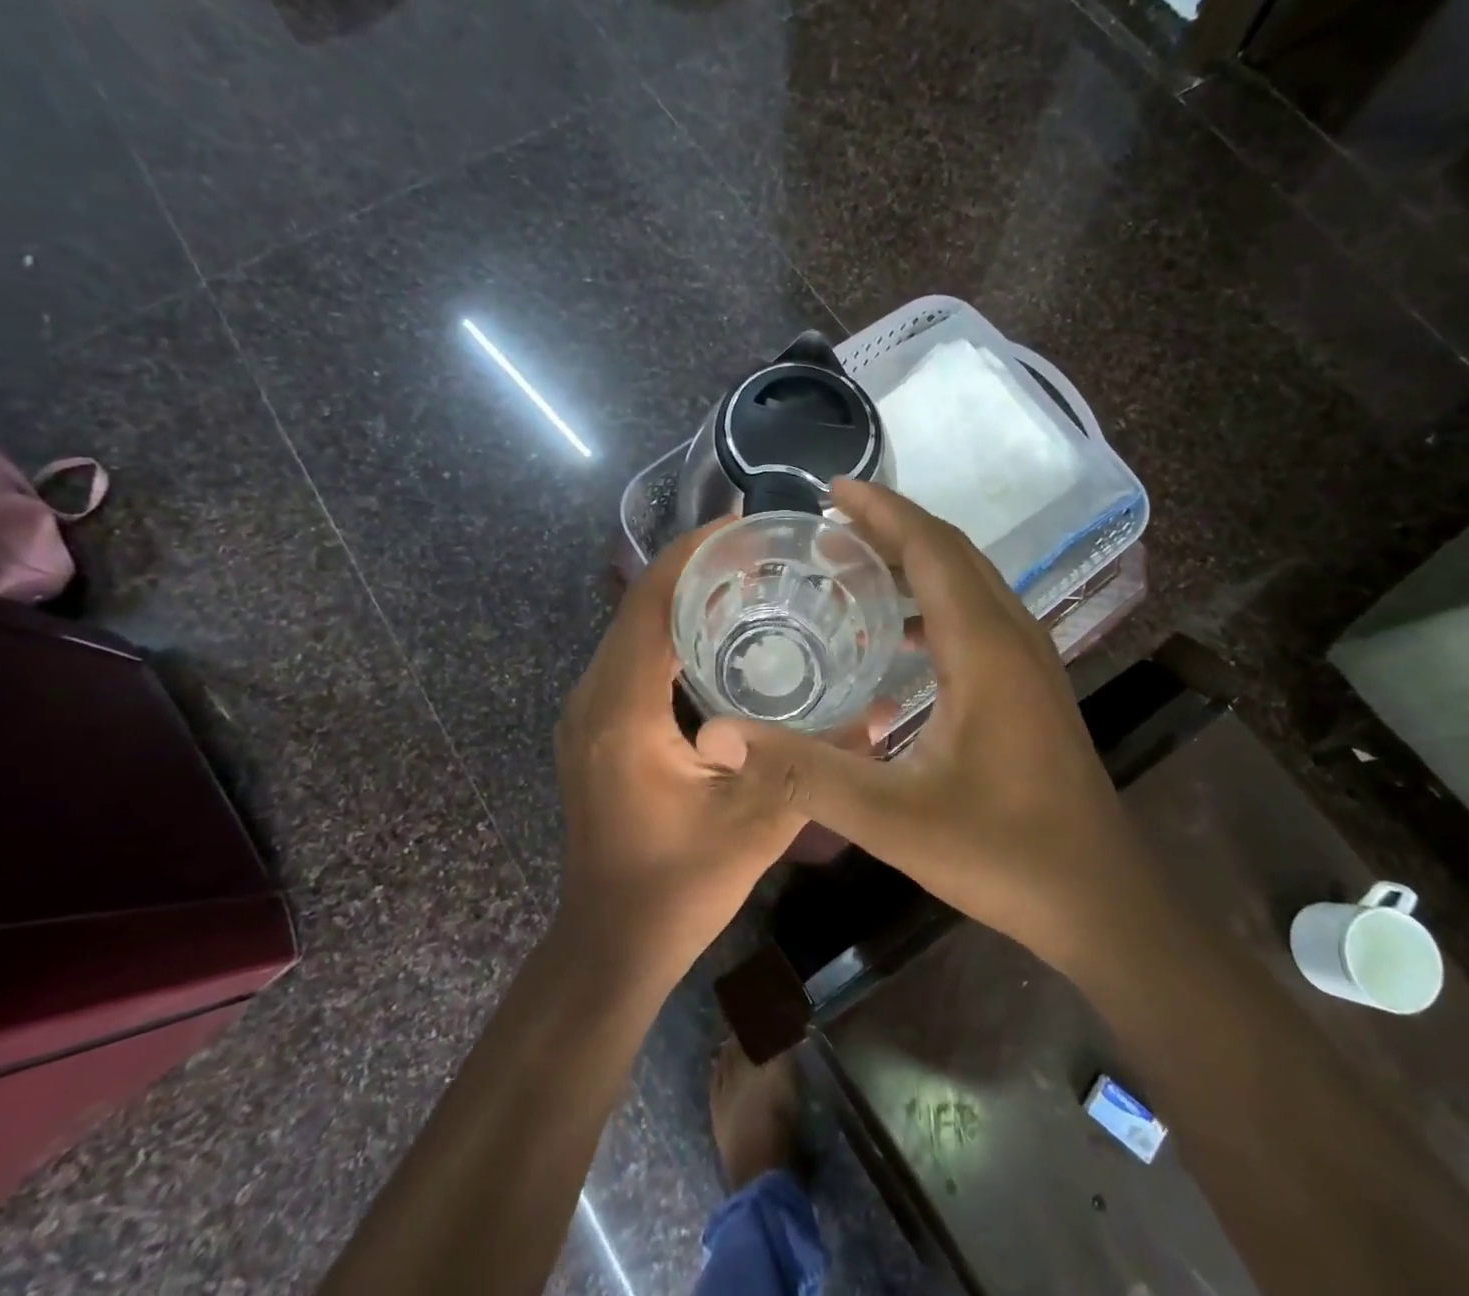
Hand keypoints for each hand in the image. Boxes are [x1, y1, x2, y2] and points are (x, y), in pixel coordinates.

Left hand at [554, 522, 811, 991]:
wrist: (611, 942)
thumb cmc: (678, 887)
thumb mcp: (757, 826)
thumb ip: (818, 766)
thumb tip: (881, 713)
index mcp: (622, 711)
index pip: (648, 604)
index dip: (690, 555)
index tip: (741, 526)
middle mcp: (593, 699)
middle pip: (636, 606)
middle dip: (690, 568)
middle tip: (757, 553)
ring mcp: (587, 713)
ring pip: (630, 630)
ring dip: (678, 598)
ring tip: (743, 581)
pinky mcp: (594, 728)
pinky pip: (630, 658)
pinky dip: (668, 633)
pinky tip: (714, 636)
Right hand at [727, 480, 1128, 978]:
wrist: (1099, 899)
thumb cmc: (1002, 852)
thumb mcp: (892, 818)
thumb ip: (803, 772)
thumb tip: (719, 735)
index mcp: (986, 647)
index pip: (932, 548)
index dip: (883, 511)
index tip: (833, 489)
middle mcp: (1015, 635)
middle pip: (953, 553)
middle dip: (894, 526)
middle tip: (830, 521)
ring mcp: (1031, 660)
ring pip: (971, 581)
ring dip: (916, 560)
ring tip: (854, 565)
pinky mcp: (1032, 685)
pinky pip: (980, 614)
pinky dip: (935, 600)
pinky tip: (899, 636)